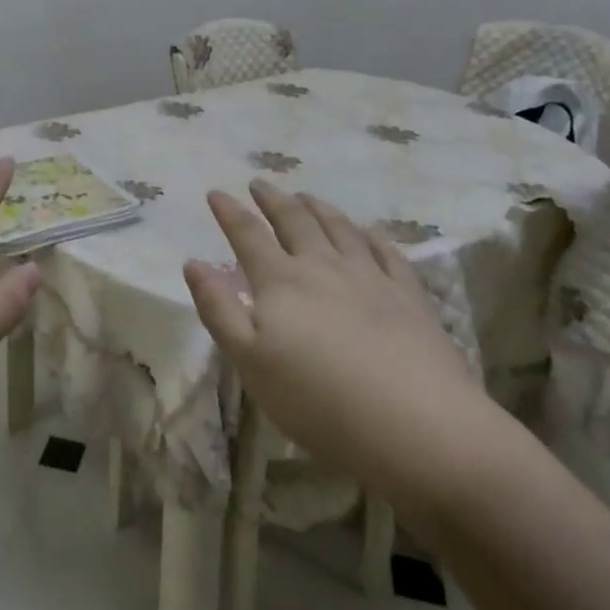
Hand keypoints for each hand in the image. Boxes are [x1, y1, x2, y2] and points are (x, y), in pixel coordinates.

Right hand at [183, 180, 498, 520]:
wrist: (417, 426)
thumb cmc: (318, 400)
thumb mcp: (250, 361)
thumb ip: (218, 309)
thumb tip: (192, 263)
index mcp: (281, 281)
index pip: (248, 235)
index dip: (229, 212)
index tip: (216, 192)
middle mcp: (323, 267)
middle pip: (295, 221)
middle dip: (273, 200)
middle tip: (260, 184)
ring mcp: (371, 277)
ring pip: (340, 229)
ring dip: (319, 208)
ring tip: (306, 196)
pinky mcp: (409, 296)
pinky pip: (386, 252)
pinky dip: (370, 235)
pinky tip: (367, 232)